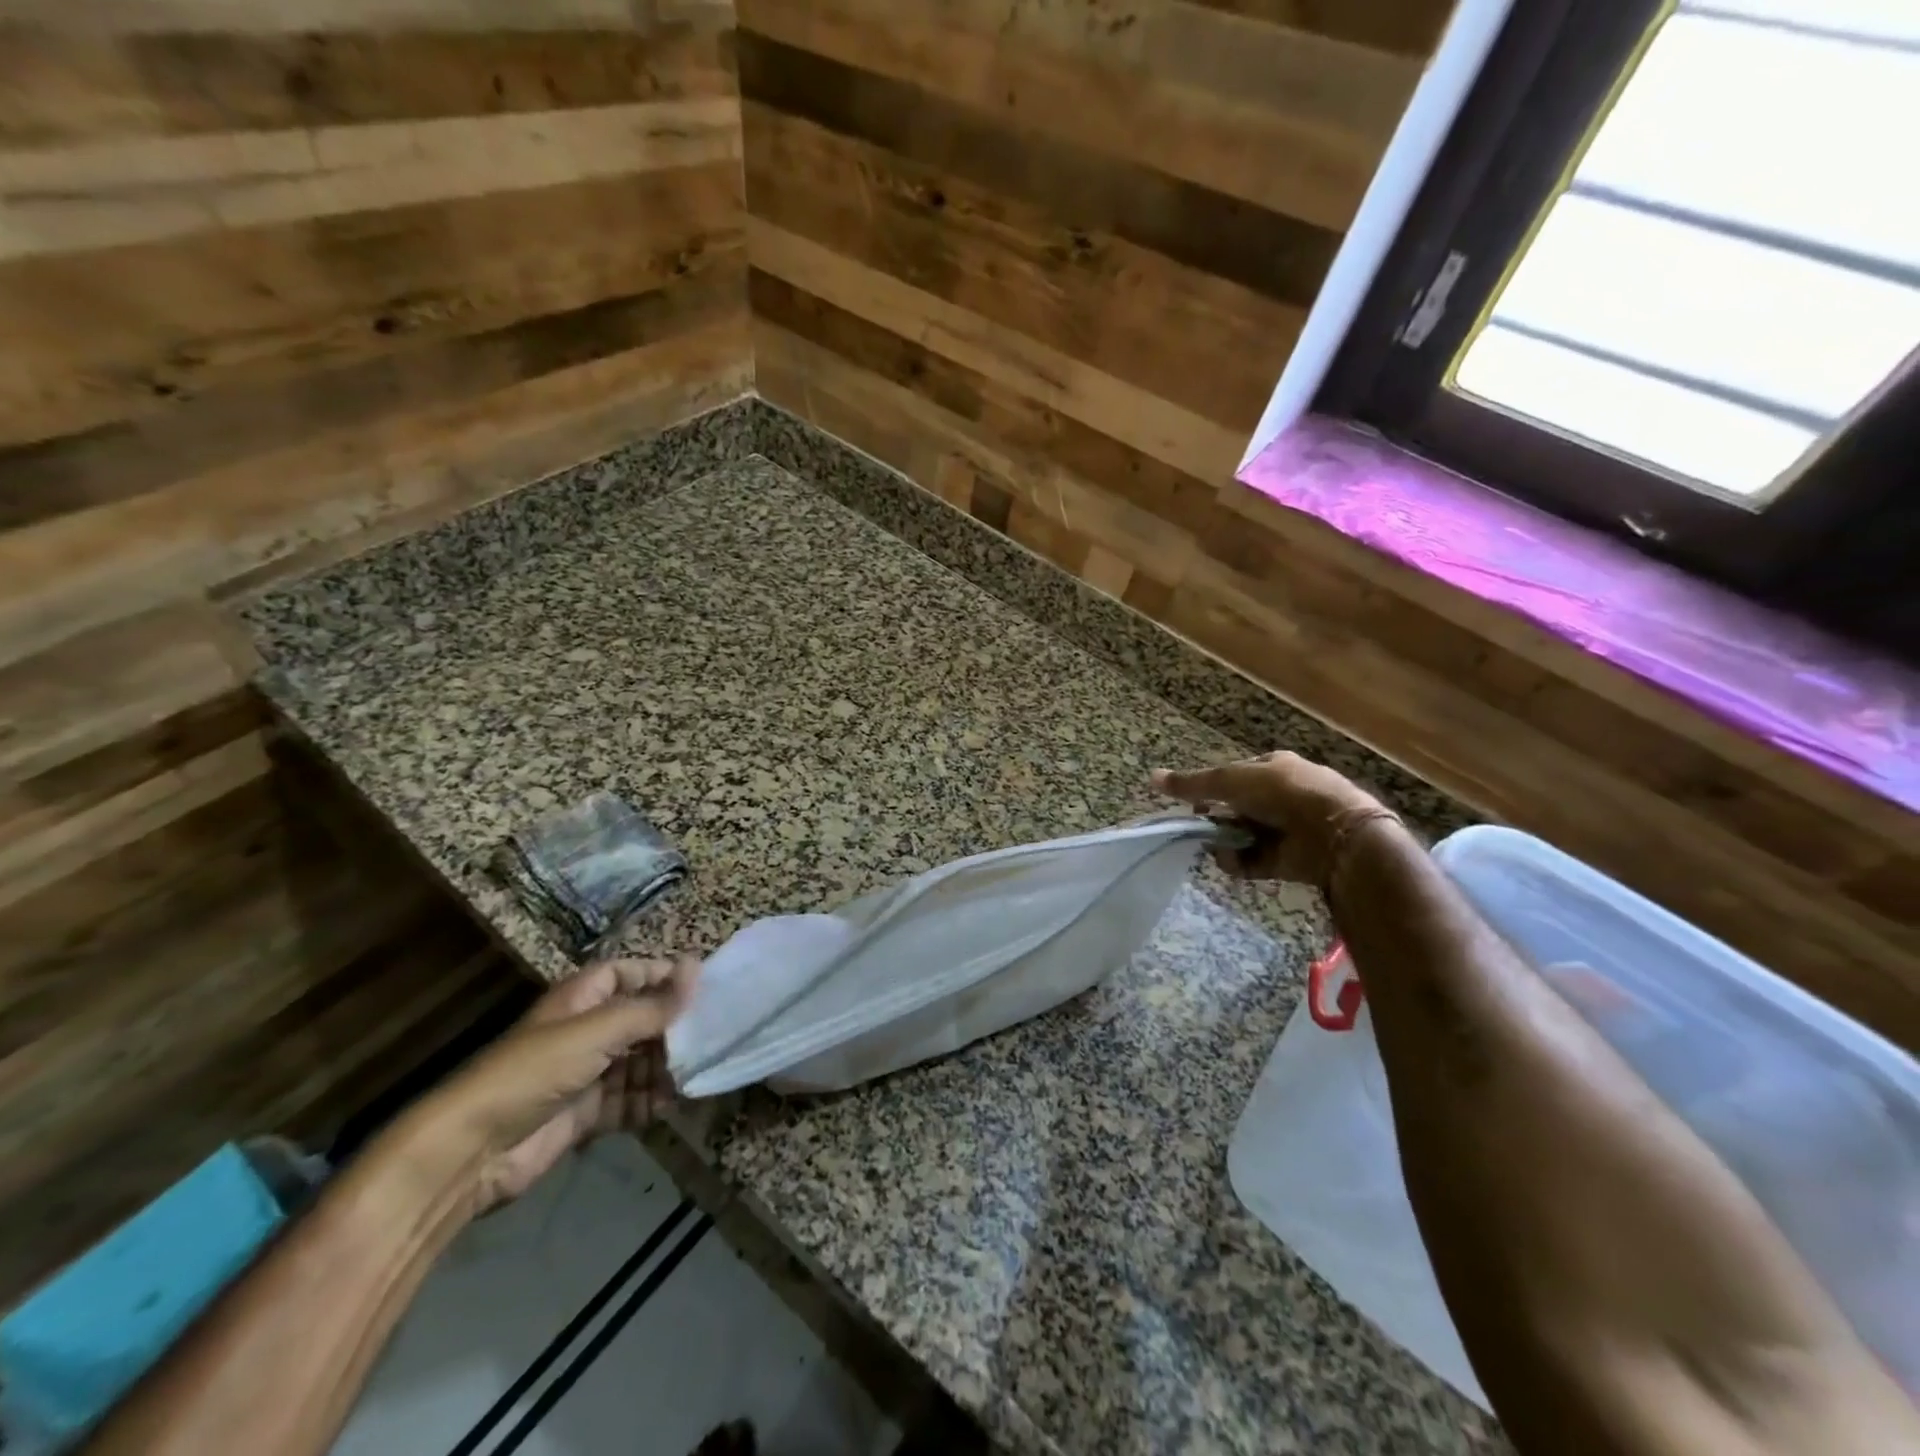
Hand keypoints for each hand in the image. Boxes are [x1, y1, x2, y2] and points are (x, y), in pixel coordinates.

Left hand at [412, 956, 698, 1214]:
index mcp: (581, 999)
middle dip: (672, 1028)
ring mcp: (586, 1074)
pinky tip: (672, 1104)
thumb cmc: (536, 1071)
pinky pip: (629, 1100)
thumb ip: (652, 1006)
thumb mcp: (599, 1030)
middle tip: (712, 1035)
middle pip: (639, 1020)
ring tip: (698, 1073)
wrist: (473, 1151)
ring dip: (666, 1068)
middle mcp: (585, 1031)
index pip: (628, 973)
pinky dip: (650, 1102)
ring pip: (638, 1062)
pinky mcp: (586, 1114)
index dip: (660, 975)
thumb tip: (697, 969)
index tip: (701, 986)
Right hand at [1152, 751, 1394, 888]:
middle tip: (1203, 827)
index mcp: (1272, 768)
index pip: (1232, 777)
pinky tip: (1232, 860)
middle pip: (1233, 809)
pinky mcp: (1286, 859)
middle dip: (1216, 819)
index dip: (1210, 789)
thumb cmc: (1282, 793)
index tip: (1194, 803)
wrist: (1334, 833)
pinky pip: (1251, 860)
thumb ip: (1192, 783)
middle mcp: (1279, 796)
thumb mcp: (1230, 780)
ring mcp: (1284, 829)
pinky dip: (1239, 862)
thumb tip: (1151, 777)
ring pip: (1239, 835)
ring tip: (1219, 846)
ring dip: (1224, 842)